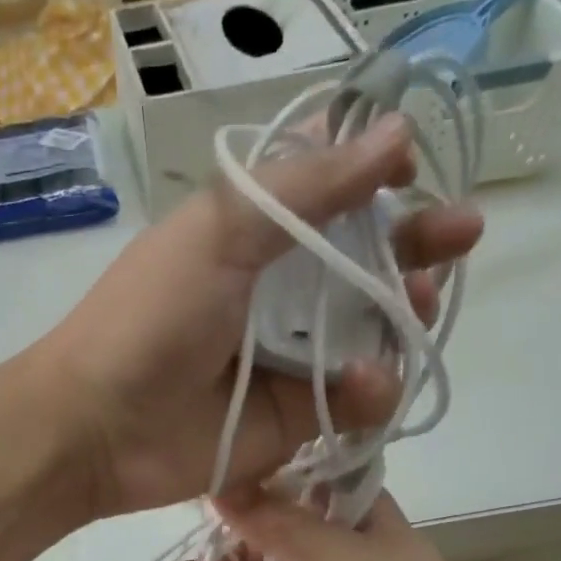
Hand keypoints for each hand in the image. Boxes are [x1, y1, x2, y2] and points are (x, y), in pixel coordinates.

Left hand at [43, 116, 482, 517]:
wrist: (101, 428)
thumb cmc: (150, 318)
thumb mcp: (220, 231)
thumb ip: (307, 188)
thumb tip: (397, 132)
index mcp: (253, 238)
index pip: (332, 200)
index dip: (380, 182)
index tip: (416, 169)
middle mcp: (277, 296)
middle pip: (364, 266)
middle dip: (416, 247)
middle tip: (460, 235)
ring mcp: (289, 362)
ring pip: (371, 334)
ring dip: (404, 316)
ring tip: (417, 302)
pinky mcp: (295, 422)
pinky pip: (354, 401)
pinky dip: (371, 389)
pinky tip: (367, 381)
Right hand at [212, 488, 521, 560]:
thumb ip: (284, 530)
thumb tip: (221, 491)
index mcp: (352, 505)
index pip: (294, 471)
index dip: (253, 473)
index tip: (212, 479)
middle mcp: (331, 533)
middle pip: (268, 516)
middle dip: (238, 529)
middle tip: (211, 544)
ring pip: (260, 557)